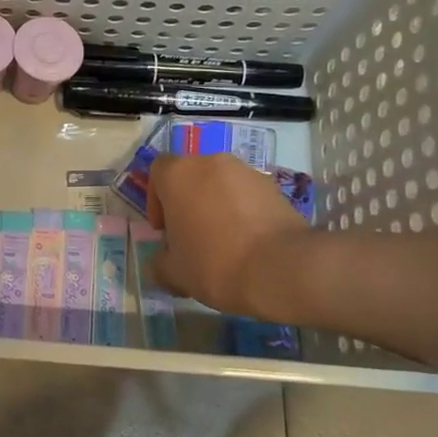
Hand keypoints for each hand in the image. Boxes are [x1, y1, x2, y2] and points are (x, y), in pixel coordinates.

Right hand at [147, 153, 314, 320]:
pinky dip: (244, 212)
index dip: (157, 200)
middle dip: (189, 202)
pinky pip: (248, 195)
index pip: (158, 172)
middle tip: (193, 236)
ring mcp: (246, 172)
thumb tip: (161, 265)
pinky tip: (249, 242)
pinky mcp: (274, 187)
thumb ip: (160, 264)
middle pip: (192, 177)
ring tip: (225, 241)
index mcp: (178, 175)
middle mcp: (211, 163)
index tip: (165, 229)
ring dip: (217, 205)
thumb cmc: (214, 263)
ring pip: (222, 185)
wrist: (280, 268)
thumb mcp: (174, 274)